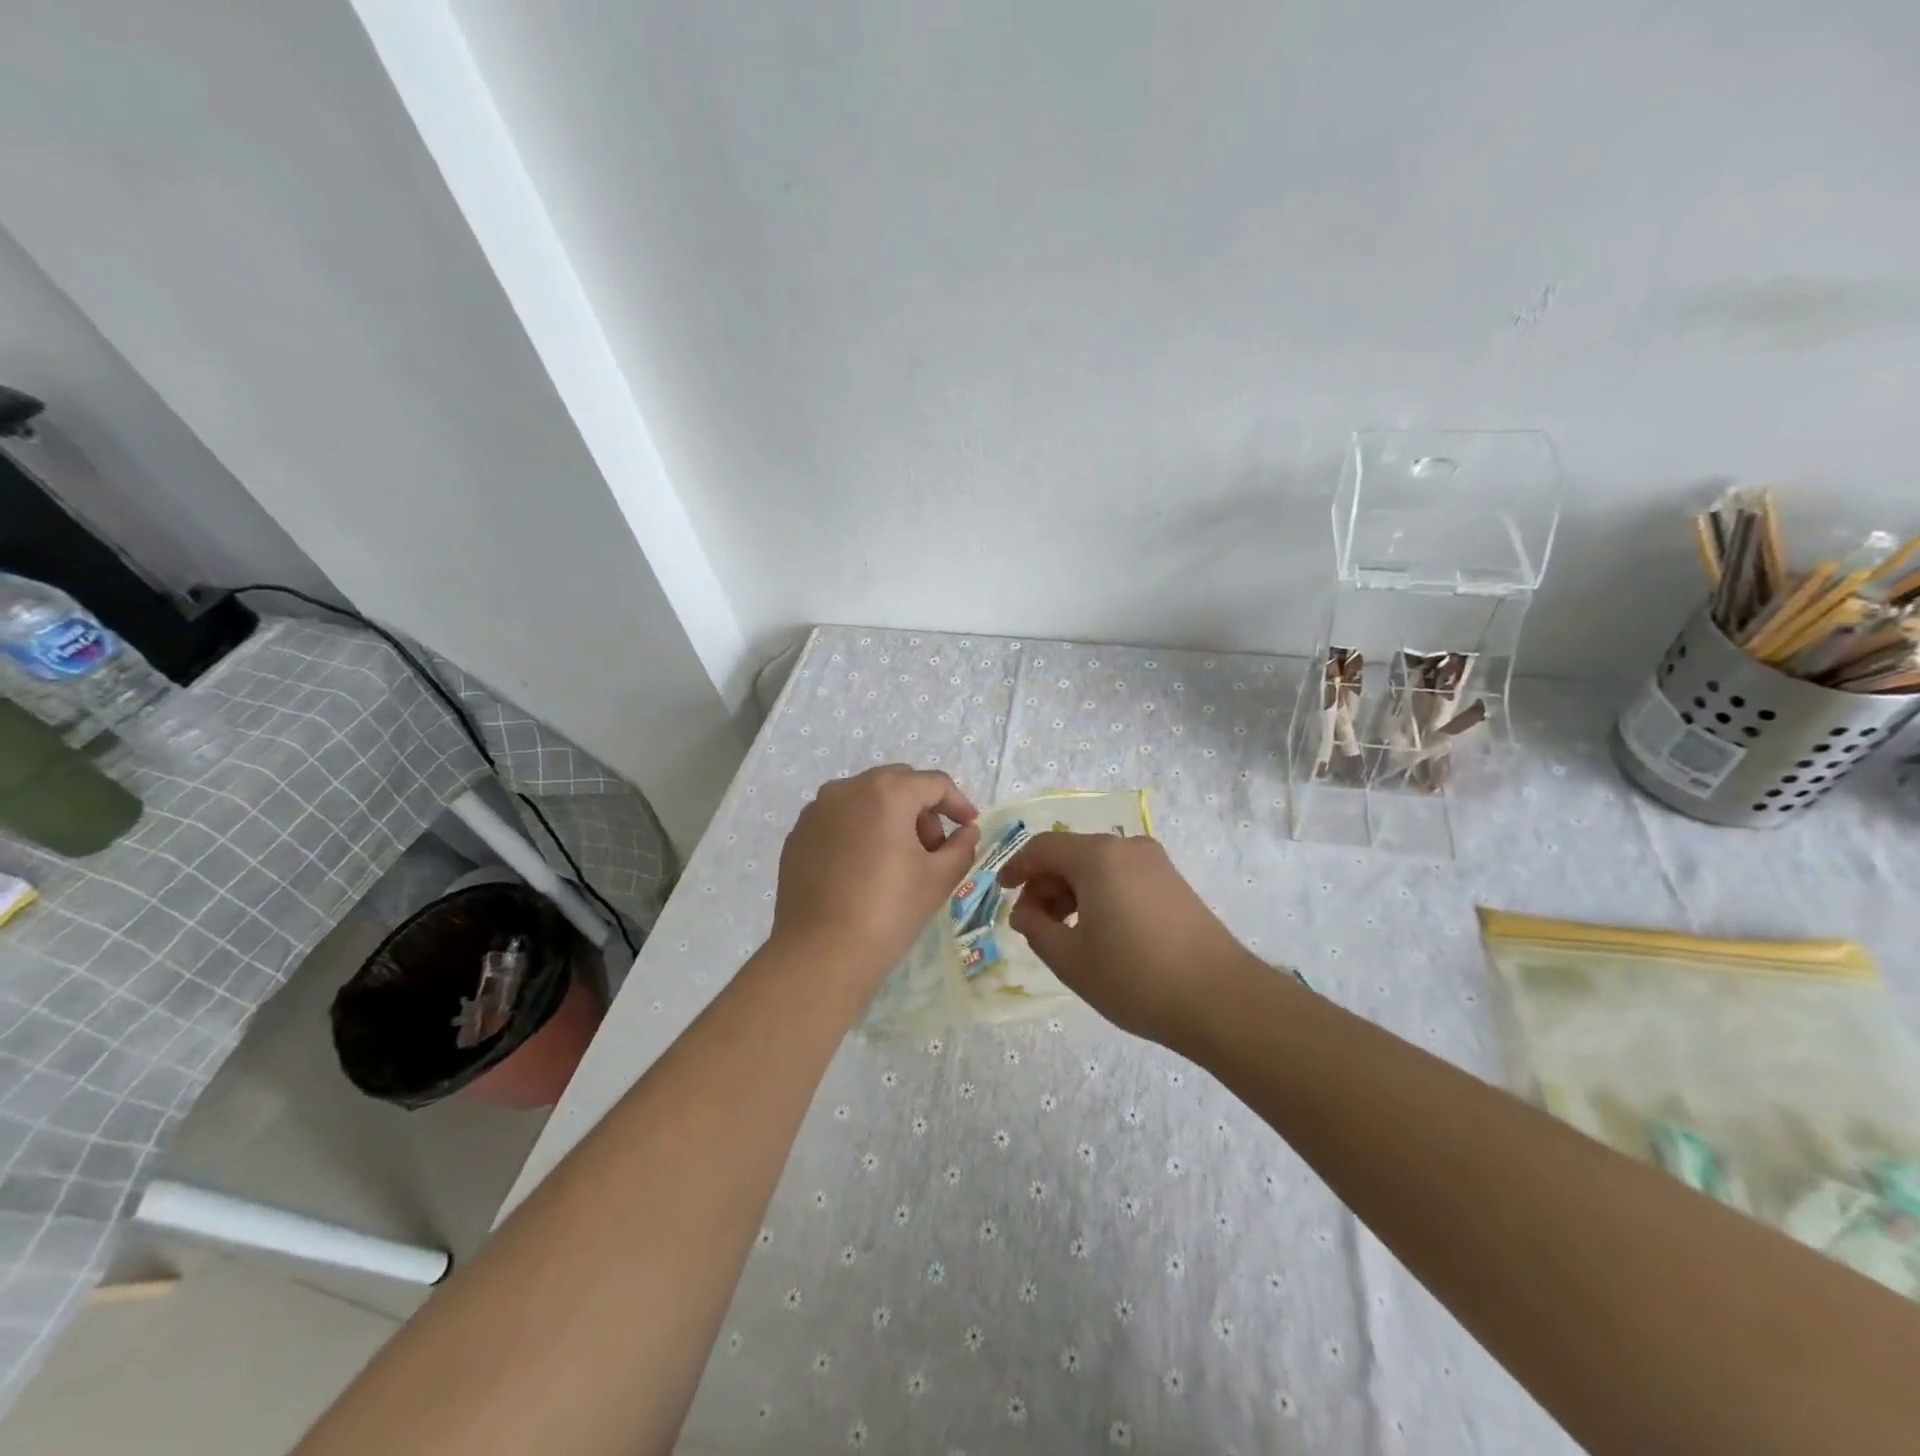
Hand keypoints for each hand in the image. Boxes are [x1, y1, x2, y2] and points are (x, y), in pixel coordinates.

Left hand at [772, 764, 979, 990]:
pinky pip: (839, 819)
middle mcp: (847, 789)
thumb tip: (967, 831)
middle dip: (922, 809)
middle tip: (933, 848)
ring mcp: (816, 810)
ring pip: (865, 799)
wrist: (821, 953)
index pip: (934, 784)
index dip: (958, 803)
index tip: (969, 828)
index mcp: (886, 792)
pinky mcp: (798, 835)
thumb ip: (961, 846)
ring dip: (890, 817)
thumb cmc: (888, 911)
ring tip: (898, 860)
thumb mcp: (938, 879)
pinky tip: (864, 869)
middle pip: (898, 784)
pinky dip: (859, 831)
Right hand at [999, 832, 1262, 1046]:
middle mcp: (1127, 847)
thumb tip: (1023, 912)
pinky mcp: (1174, 883)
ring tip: (1064, 933)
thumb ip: (1035, 929)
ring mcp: (1156, 864)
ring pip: (1098, 866)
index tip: (1001, 892)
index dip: (1016, 867)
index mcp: (1098, 856)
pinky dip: (1099, 894)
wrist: (1220, 1000)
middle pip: (1071, 854)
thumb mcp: (1070, 959)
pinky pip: (1122, 876)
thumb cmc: (1135, 977)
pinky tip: (1099, 931)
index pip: (1043, 847)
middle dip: (1045, 884)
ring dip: (1072, 891)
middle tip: (1033, 924)